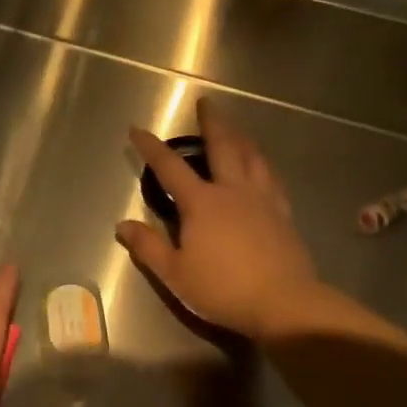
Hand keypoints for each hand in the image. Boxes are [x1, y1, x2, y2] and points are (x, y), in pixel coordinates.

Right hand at [113, 98, 323, 339]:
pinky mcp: (282, 213)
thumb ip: (148, 247)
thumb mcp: (175, 273)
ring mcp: (262, 200)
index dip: (152, 147)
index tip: (137, 130)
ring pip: (252, 157)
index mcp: (202, 203)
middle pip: (222, 147)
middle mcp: (232, 191)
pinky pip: (271, 177)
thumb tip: (122, 225)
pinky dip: (262, 163)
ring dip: (241, 136)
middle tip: (207, 103)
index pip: (170, 167)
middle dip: (211, 123)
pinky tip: (262, 166)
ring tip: (235, 127)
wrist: (284, 303)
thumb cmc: (223, 288)